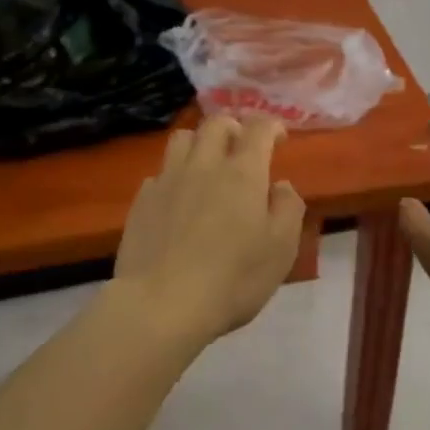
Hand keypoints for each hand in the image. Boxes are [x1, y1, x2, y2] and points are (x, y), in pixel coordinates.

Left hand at [113, 115, 305, 347]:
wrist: (161, 305)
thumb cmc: (232, 278)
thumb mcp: (281, 249)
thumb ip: (288, 208)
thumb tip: (280, 186)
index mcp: (243, 172)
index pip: (259, 128)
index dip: (271, 126)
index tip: (279, 139)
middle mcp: (204, 165)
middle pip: (216, 123)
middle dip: (234, 128)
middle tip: (242, 147)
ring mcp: (168, 180)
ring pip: (182, 138)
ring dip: (200, 143)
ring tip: (207, 166)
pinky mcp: (142, 201)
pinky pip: (160, 173)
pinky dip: (174, 177)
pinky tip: (178, 201)